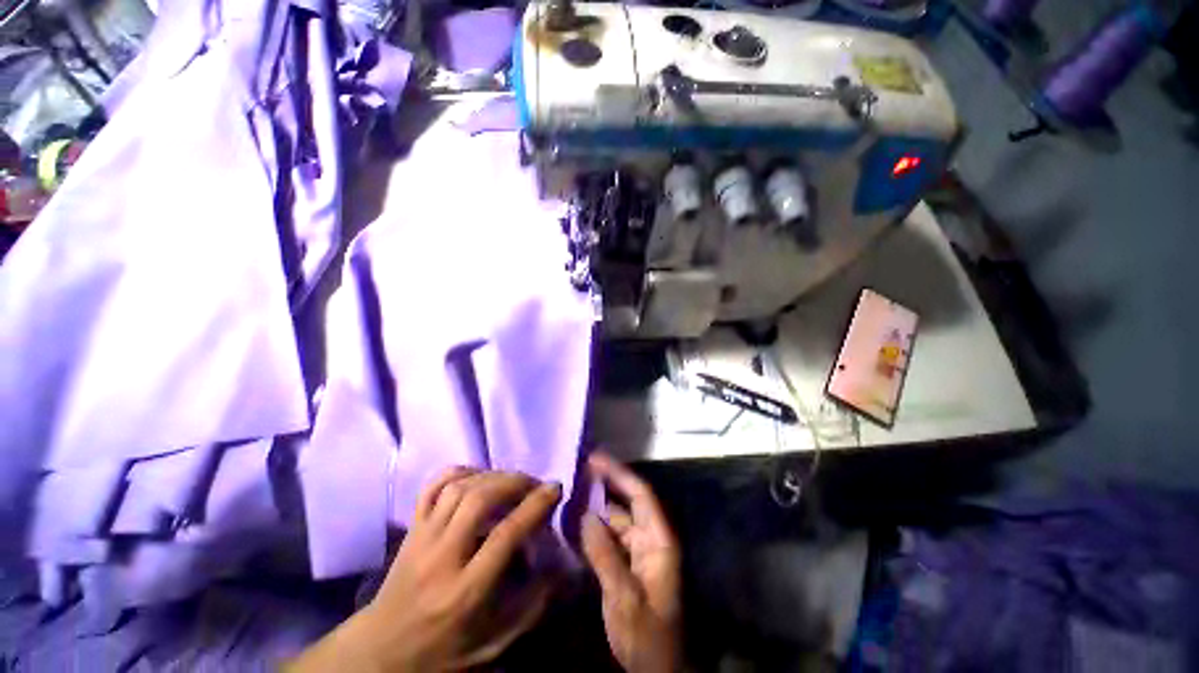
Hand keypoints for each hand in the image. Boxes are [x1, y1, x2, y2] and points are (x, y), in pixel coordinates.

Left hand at [288, 468, 562, 671]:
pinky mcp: (411, 528)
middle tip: (535, 482)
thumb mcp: (493, 645)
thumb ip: (531, 608)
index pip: (505, 535)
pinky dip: (459, 472)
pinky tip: (478, 475)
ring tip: (512, 479)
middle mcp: (441, 558)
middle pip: (479, 500)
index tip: (555, 488)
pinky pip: (432, 487)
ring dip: (492, 474)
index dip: (535, 506)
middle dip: (515, 482)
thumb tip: (559, 567)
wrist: (380, 652)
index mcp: (465, 591)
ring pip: (458, 488)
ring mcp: (422, 538)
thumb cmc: (443, 651)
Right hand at [582, 453, 681, 672]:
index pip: (640, 495)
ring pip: (614, 522)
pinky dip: (591, 531)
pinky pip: (608, 539)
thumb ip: (604, 555)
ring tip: (568, 497)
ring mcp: (637, 552)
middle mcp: (649, 538)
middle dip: (602, 487)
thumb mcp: (625, 598)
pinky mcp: (626, 564)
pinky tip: (572, 526)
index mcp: (658, 540)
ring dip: (593, 510)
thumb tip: (585, 516)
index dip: (619, 473)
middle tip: (575, 473)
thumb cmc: (648, 636)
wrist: (655, 669)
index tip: (595, 458)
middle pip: (625, 504)